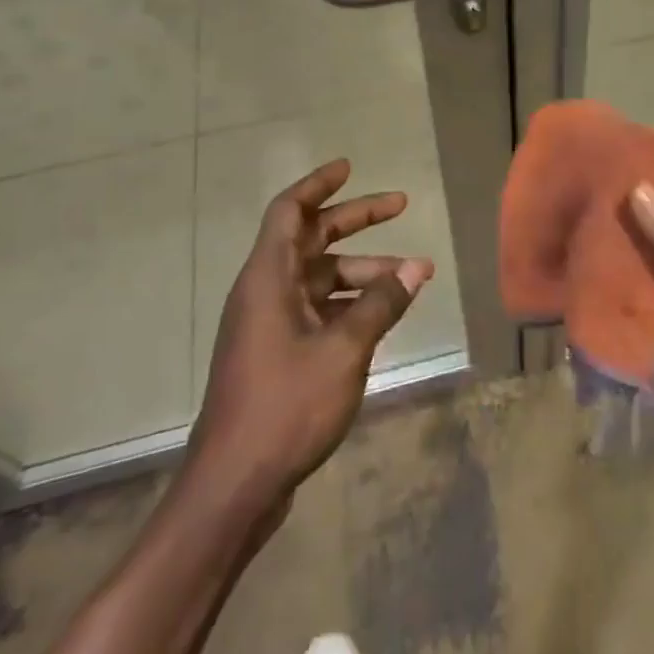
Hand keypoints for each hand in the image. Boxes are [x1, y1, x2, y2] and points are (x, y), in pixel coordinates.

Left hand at [187, 159, 432, 517]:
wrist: (235, 486)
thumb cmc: (286, 405)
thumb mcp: (344, 349)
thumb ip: (382, 303)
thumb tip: (418, 267)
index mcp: (268, 277)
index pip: (290, 210)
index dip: (319, 185)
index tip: (349, 168)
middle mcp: (265, 291)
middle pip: (312, 239)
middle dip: (355, 220)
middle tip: (400, 205)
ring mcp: (269, 324)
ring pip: (319, 278)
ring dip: (362, 271)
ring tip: (412, 277)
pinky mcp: (276, 354)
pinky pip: (317, 310)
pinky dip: (350, 304)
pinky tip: (383, 315)